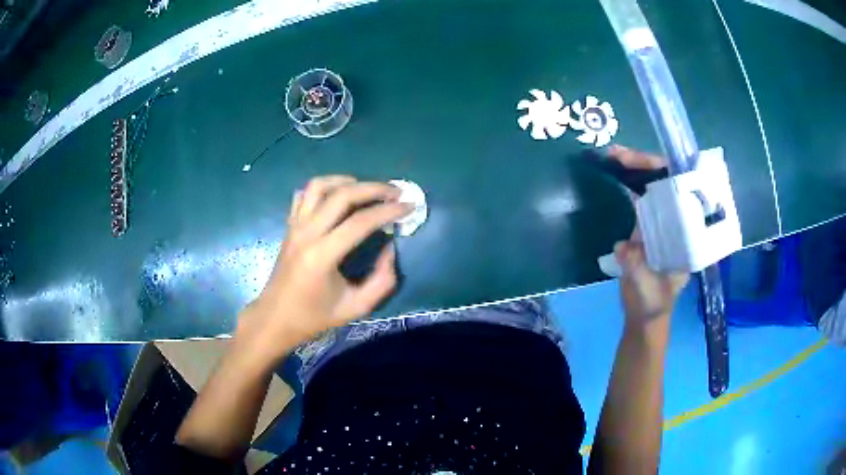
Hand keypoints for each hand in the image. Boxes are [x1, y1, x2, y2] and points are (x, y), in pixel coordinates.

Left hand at [236, 176, 411, 362]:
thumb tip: (390, 249)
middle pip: (342, 194)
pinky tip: (337, 197)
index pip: (360, 222)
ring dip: (346, 181)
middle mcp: (306, 233)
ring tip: (366, 189)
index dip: (389, 211)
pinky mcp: (289, 225)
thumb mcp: (356, 307)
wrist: (276, 317)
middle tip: (395, 192)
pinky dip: (324, 188)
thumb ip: (382, 280)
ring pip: (319, 185)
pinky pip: (304, 194)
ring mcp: (295, 226)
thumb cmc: (315, 316)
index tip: (409, 206)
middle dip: (374, 188)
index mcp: (322, 256)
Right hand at [609, 146, 688, 326]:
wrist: (643, 315)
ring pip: (652, 186)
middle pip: (667, 182)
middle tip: (617, 153)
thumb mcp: (649, 290)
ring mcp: (662, 221)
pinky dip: (626, 182)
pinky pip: (638, 197)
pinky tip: (612, 171)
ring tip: (612, 155)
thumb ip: (639, 269)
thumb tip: (624, 245)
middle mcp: (678, 221)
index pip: (684, 193)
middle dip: (645, 163)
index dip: (669, 173)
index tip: (648, 163)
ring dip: (633, 168)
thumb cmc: (654, 304)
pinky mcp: (645, 226)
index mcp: (687, 234)